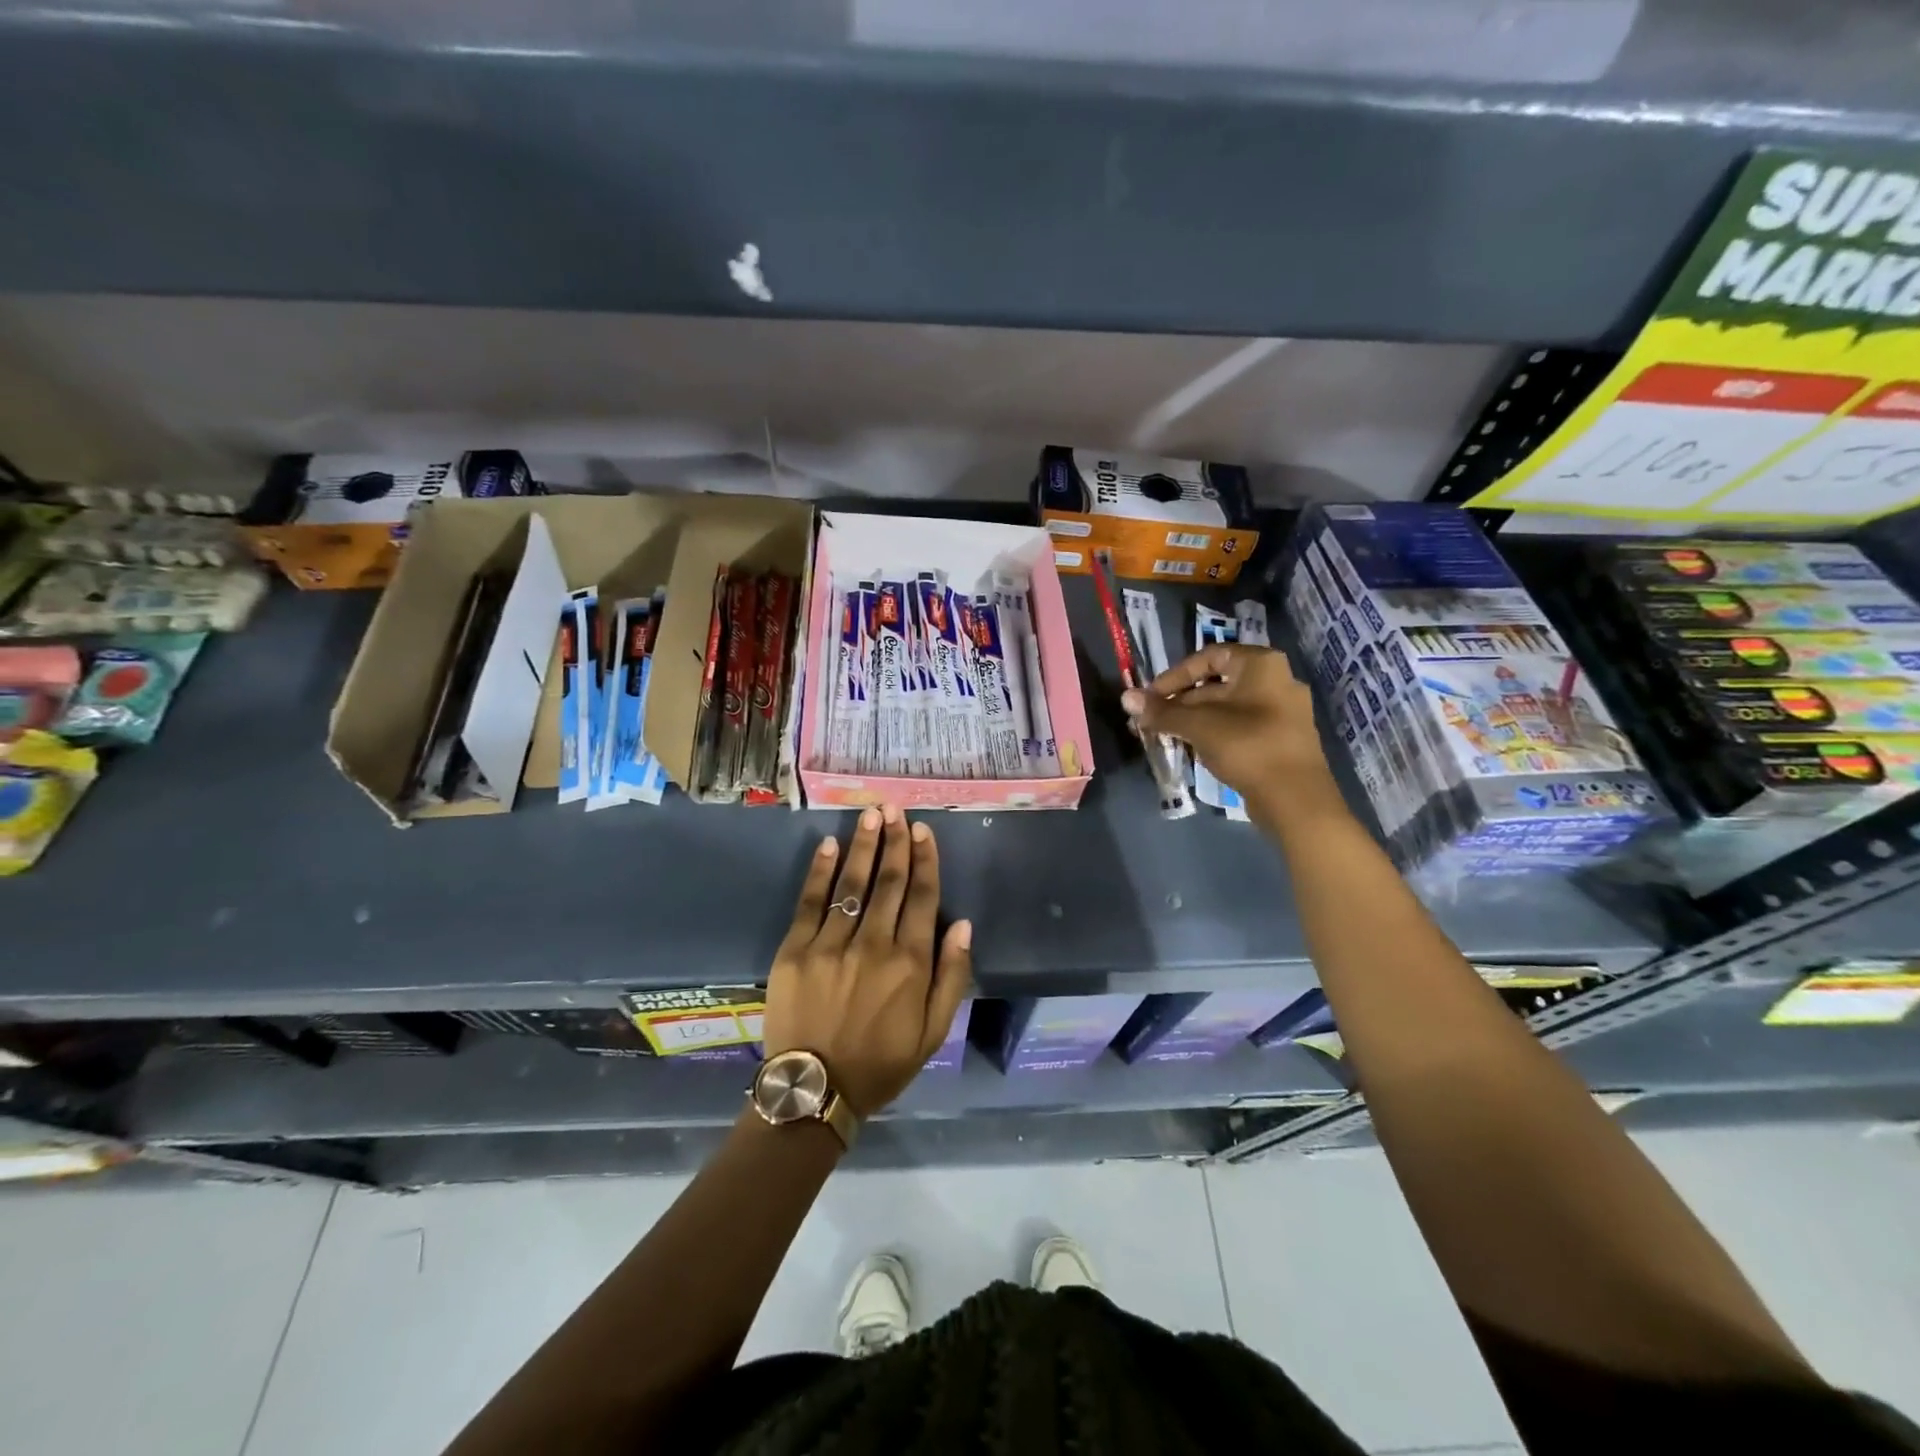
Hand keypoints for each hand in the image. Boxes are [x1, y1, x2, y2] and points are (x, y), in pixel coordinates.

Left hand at [762, 806, 972, 1117]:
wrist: (815, 1091)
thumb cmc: (881, 1063)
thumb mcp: (933, 1032)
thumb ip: (951, 976)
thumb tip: (964, 924)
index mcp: (910, 964)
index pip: (922, 898)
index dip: (924, 860)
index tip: (924, 831)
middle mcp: (873, 945)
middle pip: (889, 883)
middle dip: (896, 842)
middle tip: (896, 809)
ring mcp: (831, 945)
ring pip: (853, 885)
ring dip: (864, 846)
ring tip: (871, 815)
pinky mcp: (795, 951)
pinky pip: (811, 903)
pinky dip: (820, 872)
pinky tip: (829, 845)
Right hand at [1122, 644, 1339, 814]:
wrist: (1295, 798)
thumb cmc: (1247, 746)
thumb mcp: (1198, 726)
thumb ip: (1162, 711)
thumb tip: (1126, 698)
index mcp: (1261, 665)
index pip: (1209, 656)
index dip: (1175, 675)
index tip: (1151, 697)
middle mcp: (1276, 680)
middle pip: (1216, 683)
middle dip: (1179, 702)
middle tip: (1151, 721)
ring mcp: (1281, 712)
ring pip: (1226, 708)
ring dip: (1192, 720)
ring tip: (1164, 736)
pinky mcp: (1280, 739)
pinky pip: (1239, 727)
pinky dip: (1213, 733)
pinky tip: (1191, 749)